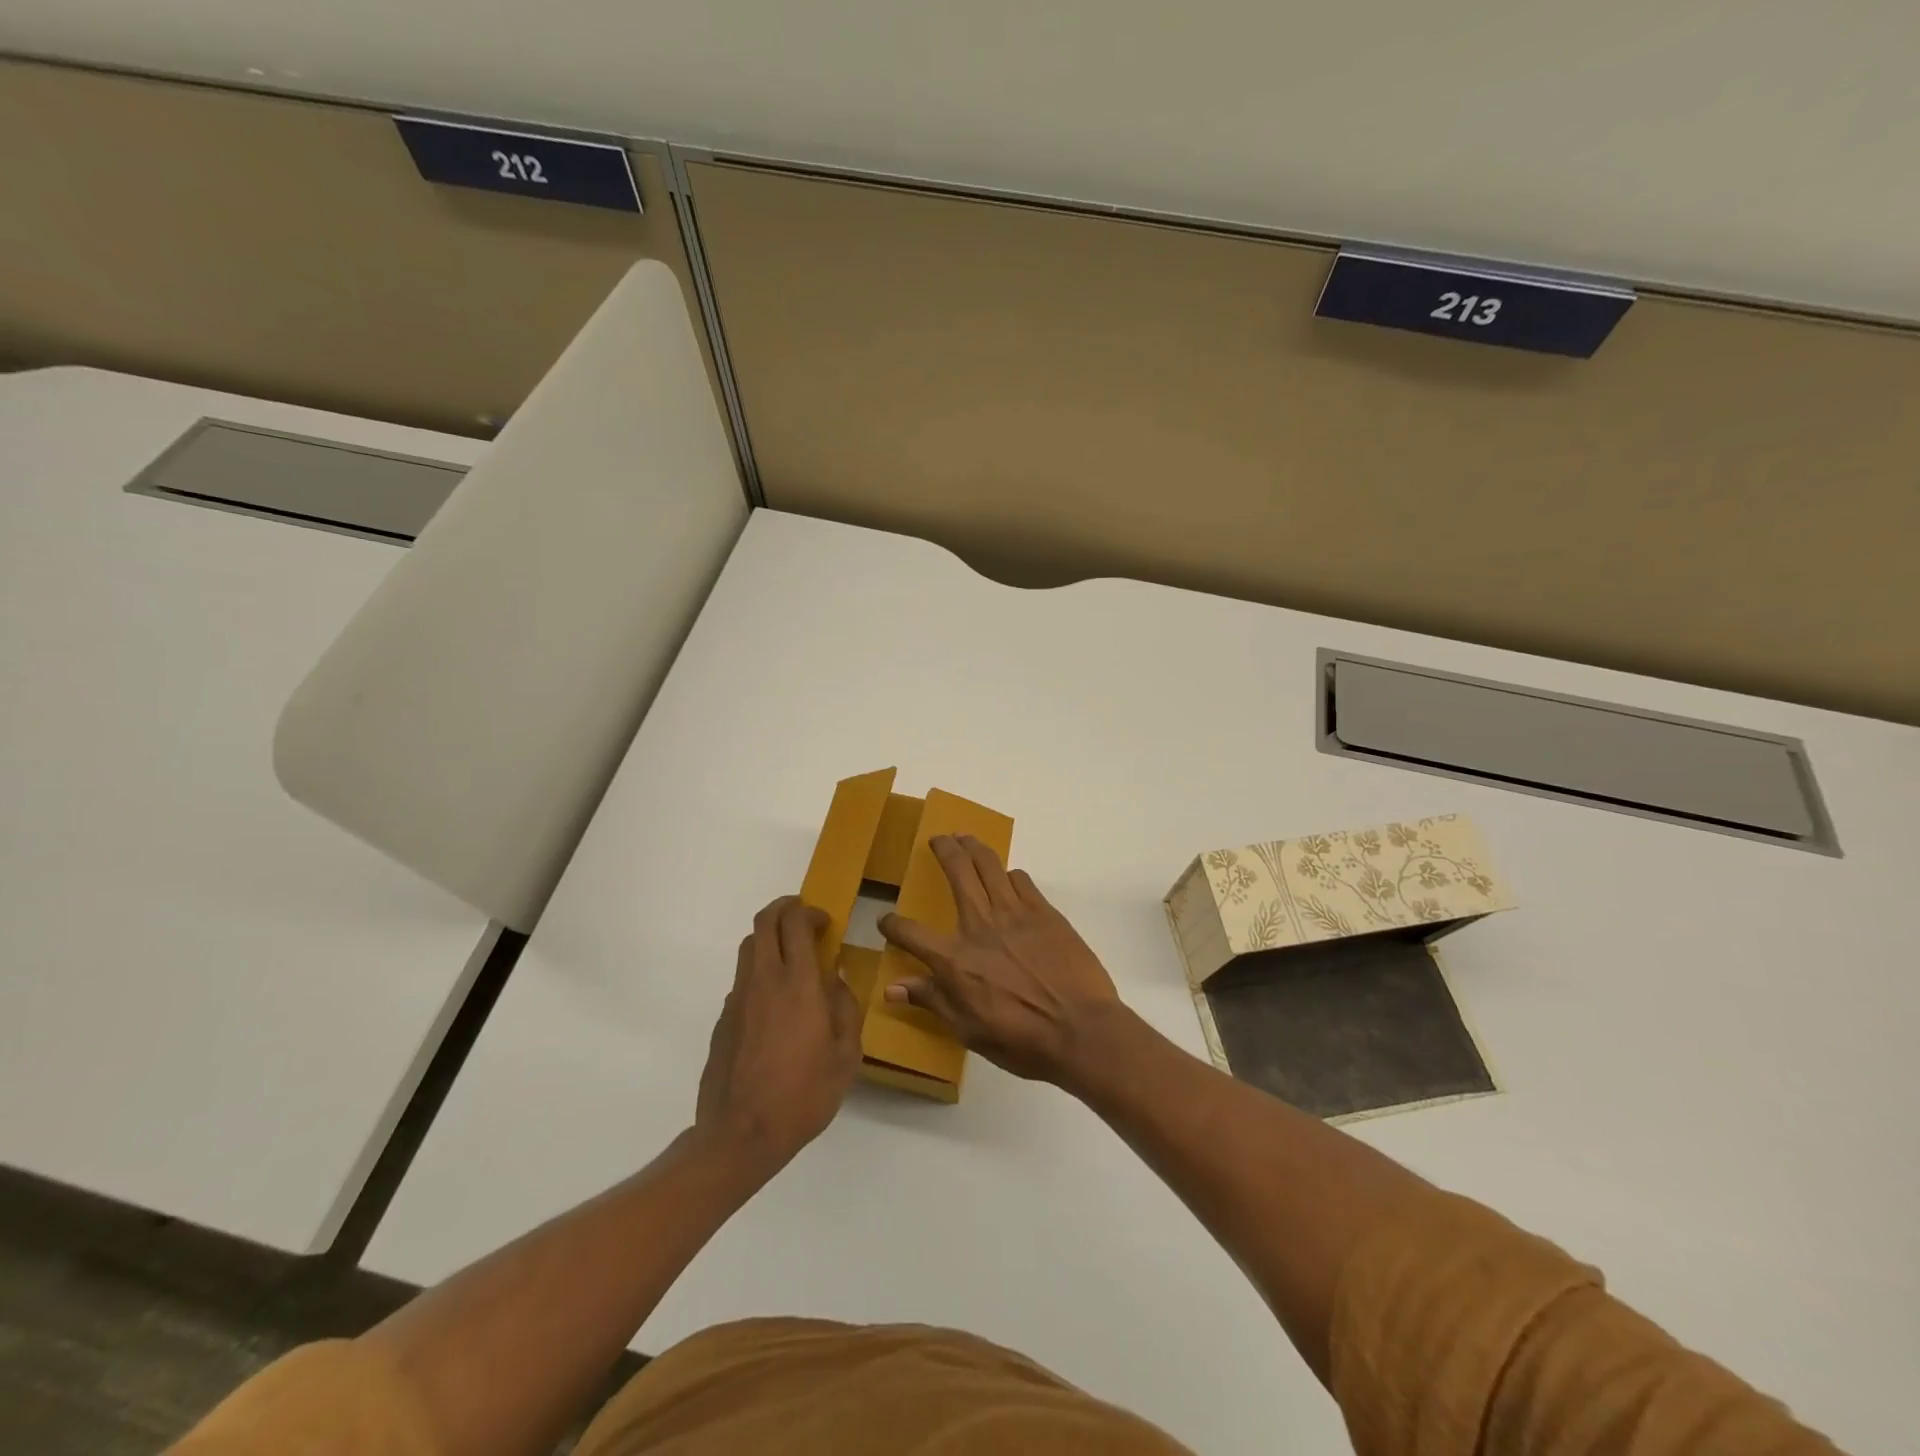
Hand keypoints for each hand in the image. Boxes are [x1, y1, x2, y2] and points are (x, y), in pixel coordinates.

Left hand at [696, 896, 862, 1174]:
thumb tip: (835, 977)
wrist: (740, 1135)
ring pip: (748, 948)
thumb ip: (844, 1007)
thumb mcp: (845, 1054)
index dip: (809, 911)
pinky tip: (775, 1007)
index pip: (794, 922)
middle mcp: (763, 981)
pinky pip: (742, 981)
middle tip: (805, 923)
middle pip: (764, 922)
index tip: (825, 922)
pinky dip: (759, 975)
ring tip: (791, 961)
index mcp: (797, 984)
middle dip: (784, 910)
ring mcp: (737, 999)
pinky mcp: (723, 1020)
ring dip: (770, 940)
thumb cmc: (803, 1094)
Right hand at [878, 836, 1123, 1084]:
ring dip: (974, 847)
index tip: (885, 920)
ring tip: (967, 839)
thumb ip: (931, 1001)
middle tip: (938, 839)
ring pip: (989, 865)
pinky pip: (1022, 880)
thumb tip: (892, 988)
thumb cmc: (1021, 1040)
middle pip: (957, 872)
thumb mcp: (968, 1030)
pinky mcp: (1044, 912)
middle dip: (944, 849)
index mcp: (955, 960)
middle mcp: (980, 926)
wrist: (1081, 1030)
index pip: (911, 932)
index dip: (893, 924)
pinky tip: (1008, 878)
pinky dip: (1010, 874)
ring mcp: (1015, 913)